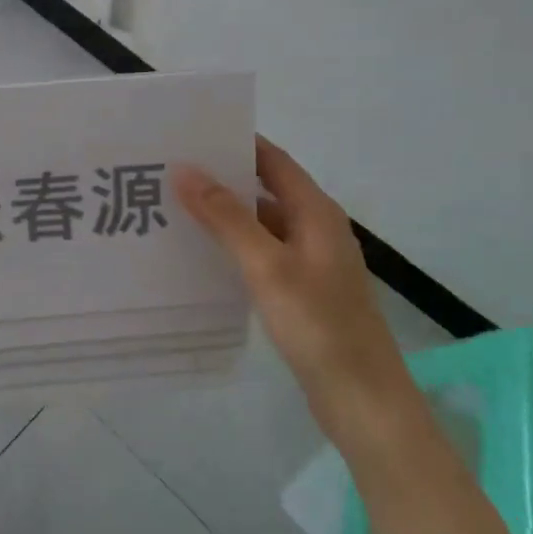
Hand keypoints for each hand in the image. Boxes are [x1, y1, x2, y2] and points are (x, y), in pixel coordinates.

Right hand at [173, 137, 412, 439]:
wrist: (362, 399)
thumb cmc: (318, 324)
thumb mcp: (266, 265)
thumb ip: (225, 217)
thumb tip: (185, 170)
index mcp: (316, 212)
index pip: (273, 160)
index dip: (237, 143)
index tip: (191, 134)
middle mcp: (315, 229)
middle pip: (265, 190)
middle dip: (222, 179)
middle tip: (170, 172)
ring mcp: (311, 262)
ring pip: (261, 225)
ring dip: (225, 216)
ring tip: (174, 210)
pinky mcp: (302, 291)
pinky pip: (262, 255)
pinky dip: (234, 248)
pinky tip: (201, 257)